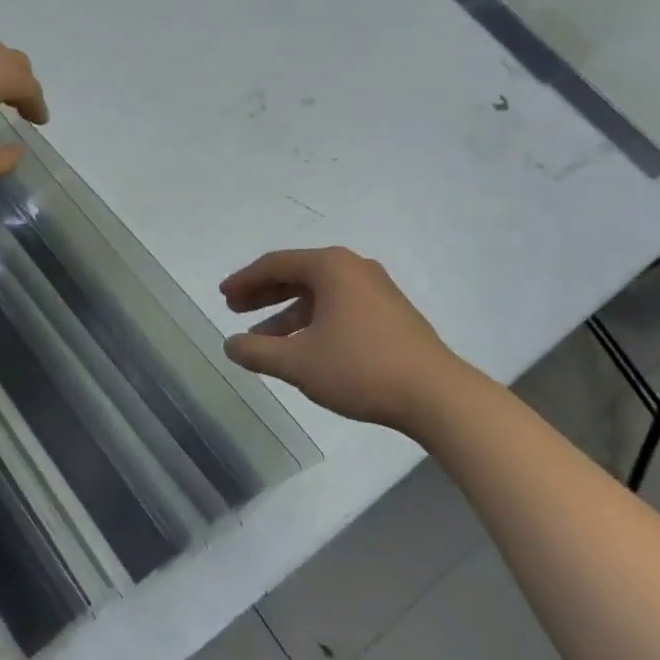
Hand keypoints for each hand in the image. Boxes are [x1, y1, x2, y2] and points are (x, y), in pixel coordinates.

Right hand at [221, 247, 454, 429]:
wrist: (437, 395)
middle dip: (264, 294)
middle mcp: (353, 268)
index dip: (245, 281)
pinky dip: (313, 321)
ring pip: (319, 295)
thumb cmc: (360, 368)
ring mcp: (376, 290)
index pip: (275, 264)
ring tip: (263, 339)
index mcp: (330, 266)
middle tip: (235, 310)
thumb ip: (258, 352)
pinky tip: (302, 347)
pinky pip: (339, 307)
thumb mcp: (298, 362)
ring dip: (287, 313)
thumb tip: (230, 345)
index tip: (223, 297)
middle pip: (297, 275)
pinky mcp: (391, 313)